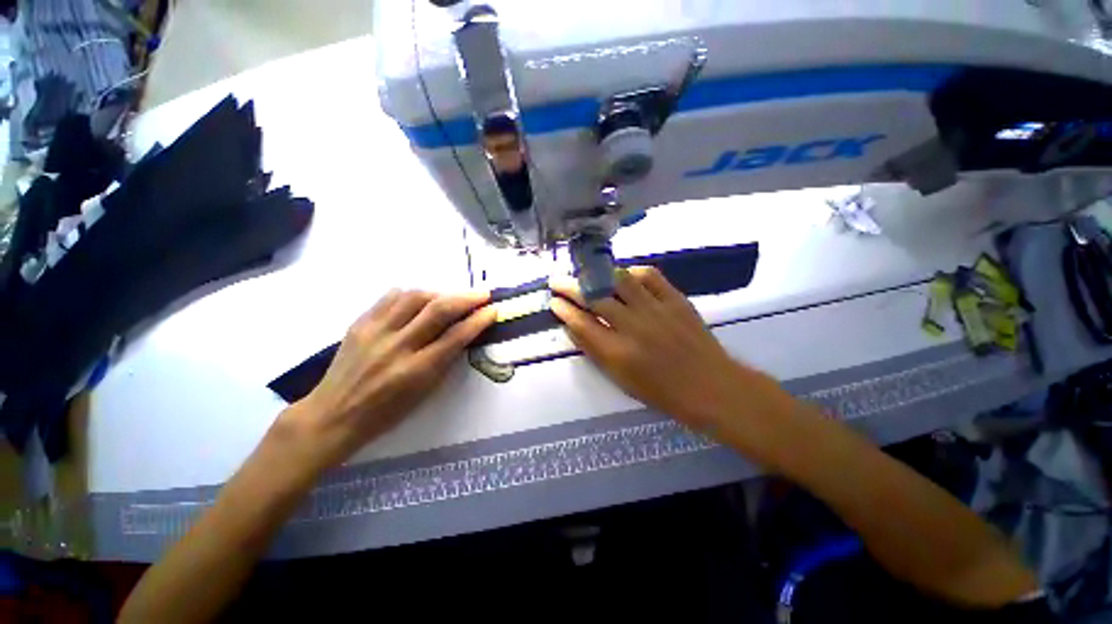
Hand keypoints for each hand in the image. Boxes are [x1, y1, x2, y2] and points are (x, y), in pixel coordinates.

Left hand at [278, 290, 495, 471]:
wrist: (334, 414)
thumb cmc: (386, 412)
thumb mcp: (425, 392)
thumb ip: (446, 359)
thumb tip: (464, 332)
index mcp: (416, 370)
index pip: (456, 336)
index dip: (478, 320)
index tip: (493, 310)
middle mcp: (397, 346)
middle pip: (438, 310)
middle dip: (466, 298)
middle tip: (482, 294)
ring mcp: (375, 331)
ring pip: (415, 297)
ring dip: (441, 292)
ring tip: (452, 297)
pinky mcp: (360, 323)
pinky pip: (390, 297)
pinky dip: (412, 294)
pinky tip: (420, 300)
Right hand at [549, 268, 772, 429]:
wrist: (710, 386)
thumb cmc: (662, 391)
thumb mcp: (620, 379)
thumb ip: (594, 350)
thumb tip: (572, 326)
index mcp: (618, 353)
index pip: (581, 324)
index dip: (564, 310)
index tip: (553, 301)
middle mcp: (633, 327)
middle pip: (595, 298)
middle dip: (571, 287)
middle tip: (557, 280)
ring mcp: (656, 310)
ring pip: (619, 281)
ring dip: (597, 274)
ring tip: (586, 273)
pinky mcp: (676, 300)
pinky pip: (650, 276)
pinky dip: (632, 272)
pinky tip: (623, 275)